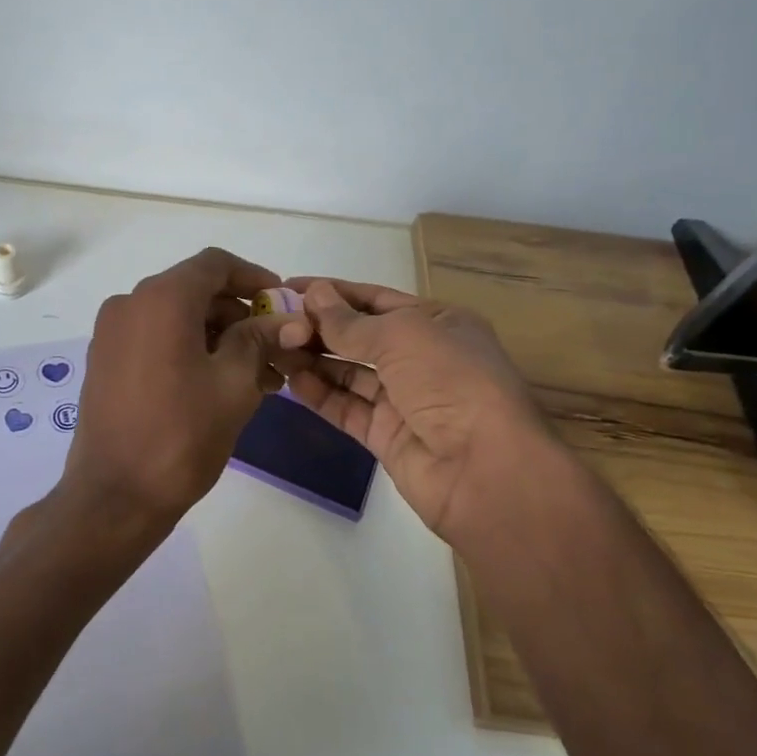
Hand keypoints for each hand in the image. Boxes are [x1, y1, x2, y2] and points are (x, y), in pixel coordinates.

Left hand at [61, 248, 310, 540]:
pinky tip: (220, 383)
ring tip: (258, 376)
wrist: (114, 496)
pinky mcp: (105, 361)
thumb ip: (260, 340)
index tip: (281, 304)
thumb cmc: (181, 436)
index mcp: (161, 299)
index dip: (253, 278)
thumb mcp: (233, 384)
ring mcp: (111, 334)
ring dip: (217, 337)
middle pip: (195, 291)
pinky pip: (155, 340)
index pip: (215, 265)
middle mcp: (129, 304)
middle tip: (276, 349)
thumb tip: (288, 321)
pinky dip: (189, 350)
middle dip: (239, 315)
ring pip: (176, 318)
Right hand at [282, 279, 559, 546]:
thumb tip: (313, 295)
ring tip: (274, 347)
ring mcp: (403, 399)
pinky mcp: (386, 434)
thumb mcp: (401, 336)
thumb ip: (350, 321)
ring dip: (314, 359)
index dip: (333, 292)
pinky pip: (346, 407)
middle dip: (319, 327)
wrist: (484, 468)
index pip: (375, 299)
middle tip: (272, 320)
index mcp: (437, 323)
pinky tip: (291, 380)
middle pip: (360, 336)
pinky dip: (320, 394)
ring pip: (349, 372)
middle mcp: (421, 358)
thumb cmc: (450, 381)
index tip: (288, 287)